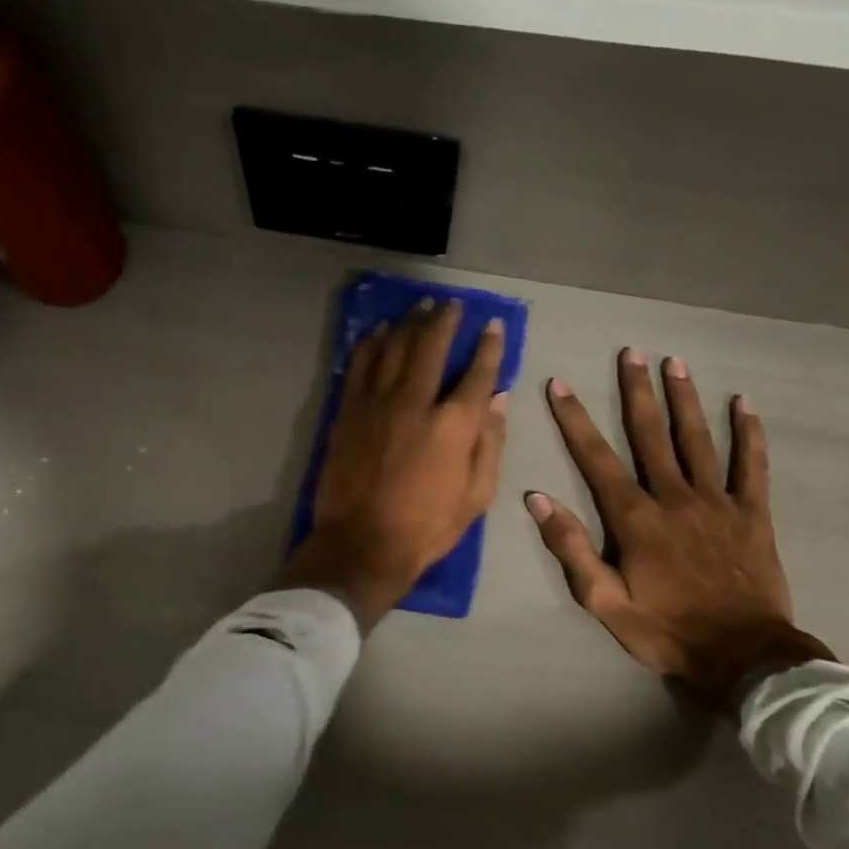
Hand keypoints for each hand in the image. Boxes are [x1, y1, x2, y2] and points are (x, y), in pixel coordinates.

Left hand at [279, 300, 508, 631]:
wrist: (362, 544)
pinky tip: (380, 331)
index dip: (490, 346)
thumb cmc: (427, 527)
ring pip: (394, 347)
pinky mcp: (348, 411)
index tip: (494, 325)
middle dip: (444, 319)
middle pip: (431, 346)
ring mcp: (377, 402)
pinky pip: (360, 364)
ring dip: (409, 322)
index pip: (478, 372)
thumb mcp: (477, 495)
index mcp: (454, 424)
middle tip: (451, 304)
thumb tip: (500, 400)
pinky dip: (371, 343)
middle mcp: (416, 401)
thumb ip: (490, 443)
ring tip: (420, 306)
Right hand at [525, 348, 831, 705]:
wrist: (743, 657)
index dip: (575, 420)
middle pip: (651, 435)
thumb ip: (571, 548)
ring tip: (675, 362)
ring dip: (685, 399)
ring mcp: (717, 502)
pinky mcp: (753, 514)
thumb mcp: (604, 601)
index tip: (561, 385)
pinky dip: (749, 434)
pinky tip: (744, 404)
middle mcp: (674, 497)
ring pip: (698, 440)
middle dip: (637, 391)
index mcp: (635, 518)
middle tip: (631, 352)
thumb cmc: (667, 630)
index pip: (597, 458)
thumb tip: (537, 500)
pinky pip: (752, 466)